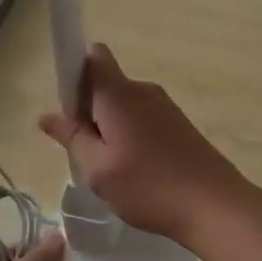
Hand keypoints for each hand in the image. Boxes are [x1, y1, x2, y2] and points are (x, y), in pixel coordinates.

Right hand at [37, 44, 258, 247]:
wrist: (214, 204)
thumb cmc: (148, 186)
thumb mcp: (97, 169)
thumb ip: (72, 137)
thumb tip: (48, 115)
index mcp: (119, 94)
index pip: (93, 56)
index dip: (75, 73)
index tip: (69, 109)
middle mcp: (142, 90)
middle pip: (106, 84)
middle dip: (89, 111)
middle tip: (86, 154)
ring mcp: (164, 106)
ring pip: (124, 106)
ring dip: (111, 128)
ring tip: (113, 170)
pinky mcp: (179, 124)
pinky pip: (143, 119)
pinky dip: (132, 137)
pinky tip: (137, 173)